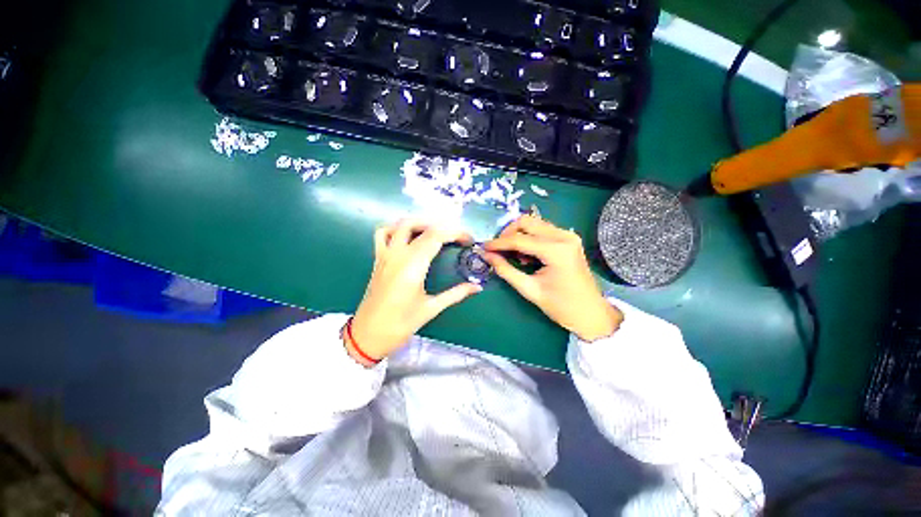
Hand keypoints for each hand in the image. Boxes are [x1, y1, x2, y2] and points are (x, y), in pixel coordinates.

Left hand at [347, 219, 482, 365]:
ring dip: (421, 222)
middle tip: (457, 237)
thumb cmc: (400, 324)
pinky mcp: (378, 259)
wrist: (368, 335)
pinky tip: (408, 235)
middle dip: (444, 226)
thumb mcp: (431, 309)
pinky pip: (383, 233)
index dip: (456, 233)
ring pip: (402, 224)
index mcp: (413, 266)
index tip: (469, 240)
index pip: (437, 236)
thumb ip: (456, 294)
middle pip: (422, 226)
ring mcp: (385, 254)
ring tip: (437, 231)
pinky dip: (396, 228)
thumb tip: (477, 287)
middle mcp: (398, 254)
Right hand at [483, 215, 621, 341]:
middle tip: (498, 250)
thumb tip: (487, 256)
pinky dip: (529, 238)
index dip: (498, 243)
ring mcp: (568, 235)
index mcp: (556, 250)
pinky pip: (542, 230)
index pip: (519, 239)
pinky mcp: (568, 239)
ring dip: (518, 235)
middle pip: (526, 222)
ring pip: (534, 223)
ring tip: (513, 255)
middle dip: (508, 234)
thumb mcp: (529, 290)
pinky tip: (526, 255)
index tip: (483, 248)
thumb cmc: (561, 306)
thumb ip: (506, 270)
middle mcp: (563, 236)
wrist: (591, 313)